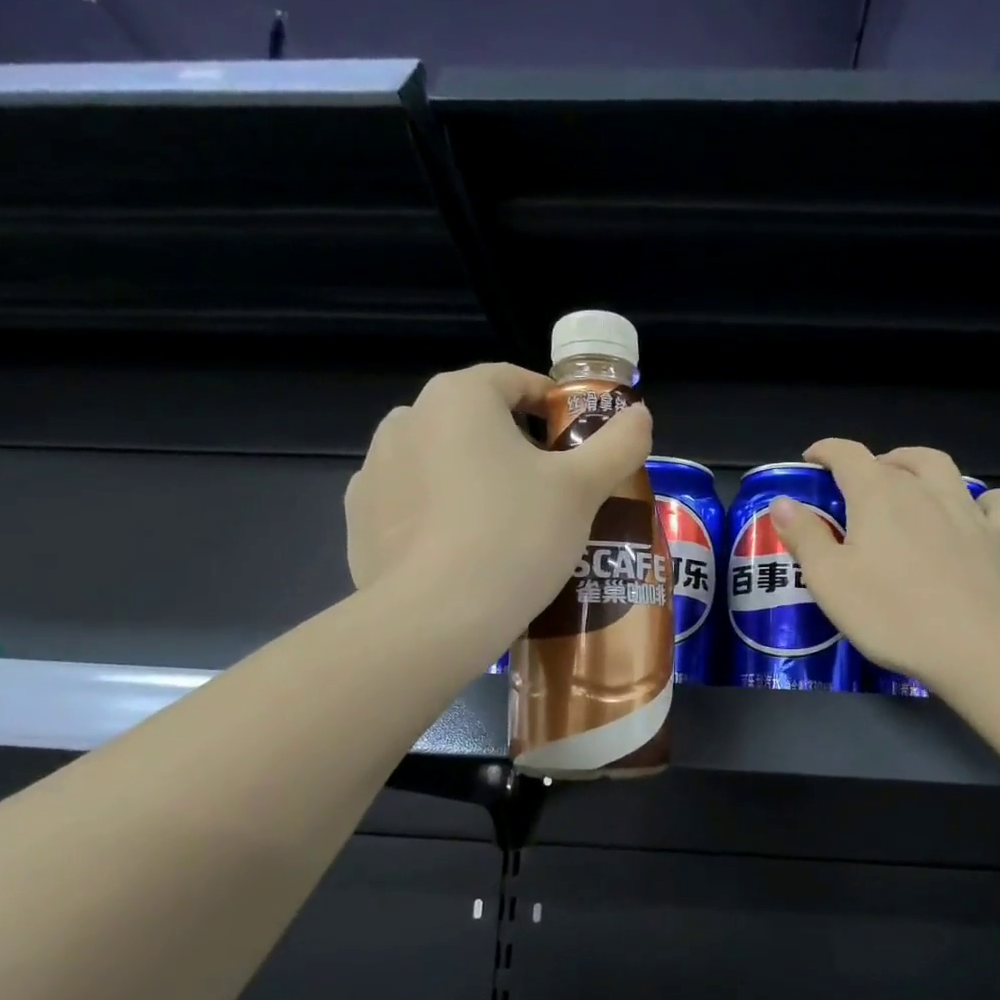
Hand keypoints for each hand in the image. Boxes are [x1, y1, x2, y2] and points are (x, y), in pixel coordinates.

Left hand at [344, 363, 651, 636]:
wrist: (435, 619)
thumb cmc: (516, 536)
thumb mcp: (581, 490)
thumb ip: (618, 444)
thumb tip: (640, 415)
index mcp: (458, 396)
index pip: (514, 380)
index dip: (552, 405)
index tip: (575, 441)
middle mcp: (406, 419)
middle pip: (475, 420)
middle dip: (513, 446)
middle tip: (548, 492)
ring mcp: (374, 470)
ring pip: (439, 461)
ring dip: (471, 479)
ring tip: (504, 527)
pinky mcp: (359, 520)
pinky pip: (410, 503)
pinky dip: (437, 515)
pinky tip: (461, 553)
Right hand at [770, 441, 999, 692]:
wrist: (976, 649)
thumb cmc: (891, 614)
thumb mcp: (829, 580)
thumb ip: (805, 536)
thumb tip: (783, 502)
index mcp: (878, 495)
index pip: (848, 455)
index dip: (827, 451)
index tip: (812, 459)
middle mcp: (925, 491)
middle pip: (898, 459)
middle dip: (874, 462)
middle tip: (859, 483)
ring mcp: (969, 512)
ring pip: (945, 469)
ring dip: (920, 466)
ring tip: (909, 483)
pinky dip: (987, 500)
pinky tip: (978, 514)